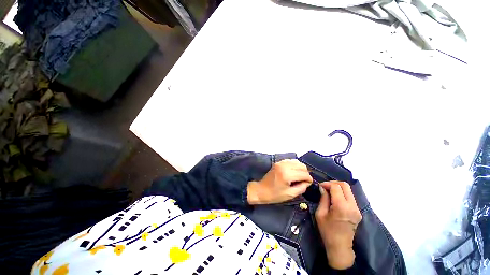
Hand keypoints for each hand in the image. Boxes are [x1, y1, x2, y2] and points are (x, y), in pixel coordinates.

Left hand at [247, 159, 312, 204]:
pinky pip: (290, 161)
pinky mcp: (278, 162)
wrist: (261, 190)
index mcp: (287, 175)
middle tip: (304, 181)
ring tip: (299, 176)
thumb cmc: (274, 195)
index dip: (309, 179)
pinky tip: (294, 172)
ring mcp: (280, 163)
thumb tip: (307, 182)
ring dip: (300, 168)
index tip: (309, 184)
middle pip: (302, 166)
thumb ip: (301, 188)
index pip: (304, 174)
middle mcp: (284, 166)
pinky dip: (294, 165)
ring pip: (297, 162)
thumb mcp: (290, 194)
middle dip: (306, 173)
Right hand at [315, 181, 361, 269]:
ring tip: (329, 191)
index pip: (336, 187)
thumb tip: (323, 188)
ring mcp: (357, 209)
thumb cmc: (327, 231)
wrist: (340, 246)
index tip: (320, 186)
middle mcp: (352, 206)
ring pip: (349, 190)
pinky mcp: (358, 211)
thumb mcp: (320, 213)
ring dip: (338, 188)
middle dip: (334, 183)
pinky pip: (350, 196)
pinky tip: (335, 197)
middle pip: (345, 185)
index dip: (327, 184)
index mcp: (341, 207)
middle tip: (325, 187)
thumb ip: (323, 199)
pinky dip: (342, 193)